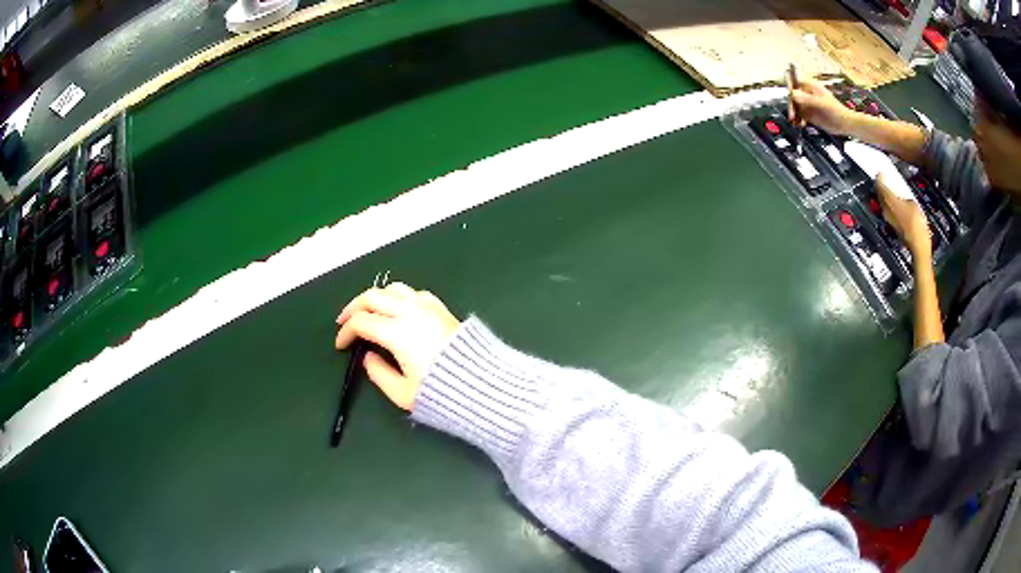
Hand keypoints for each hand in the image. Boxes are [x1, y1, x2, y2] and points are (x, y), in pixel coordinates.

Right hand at [335, 283, 460, 409]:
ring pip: (393, 288)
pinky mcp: (440, 308)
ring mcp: (427, 306)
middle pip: (372, 296)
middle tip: (344, 321)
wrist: (479, 382)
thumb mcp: (402, 392)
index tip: (341, 346)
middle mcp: (409, 312)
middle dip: (353, 307)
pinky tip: (398, 310)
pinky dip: (399, 297)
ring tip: (368, 312)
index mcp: (396, 332)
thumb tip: (367, 358)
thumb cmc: (439, 390)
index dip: (346, 332)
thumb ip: (378, 373)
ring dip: (375, 298)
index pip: (361, 322)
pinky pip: (414, 293)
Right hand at [788, 78, 854, 134]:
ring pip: (794, 106)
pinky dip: (797, 120)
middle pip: (792, 95)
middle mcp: (806, 94)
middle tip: (791, 115)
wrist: (844, 124)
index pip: (793, 82)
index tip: (788, 97)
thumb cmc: (835, 110)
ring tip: (794, 121)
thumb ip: (806, 98)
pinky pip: (798, 115)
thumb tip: (792, 93)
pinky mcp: (808, 114)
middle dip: (790, 104)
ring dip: (793, 113)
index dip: (789, 87)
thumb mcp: (821, 103)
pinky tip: (799, 124)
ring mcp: (807, 104)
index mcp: (809, 86)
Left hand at [876, 174, 930, 256]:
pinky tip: (894, 201)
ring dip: (884, 194)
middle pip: (879, 193)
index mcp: (890, 201)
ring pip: (882, 202)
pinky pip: (887, 209)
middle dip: (880, 185)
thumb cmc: (917, 223)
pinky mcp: (891, 225)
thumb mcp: (913, 203)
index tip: (880, 171)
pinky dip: (888, 202)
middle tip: (884, 178)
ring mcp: (888, 218)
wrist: (918, 246)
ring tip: (889, 188)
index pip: (880, 185)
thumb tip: (901, 194)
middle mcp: (886, 209)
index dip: (879, 177)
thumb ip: (904, 196)